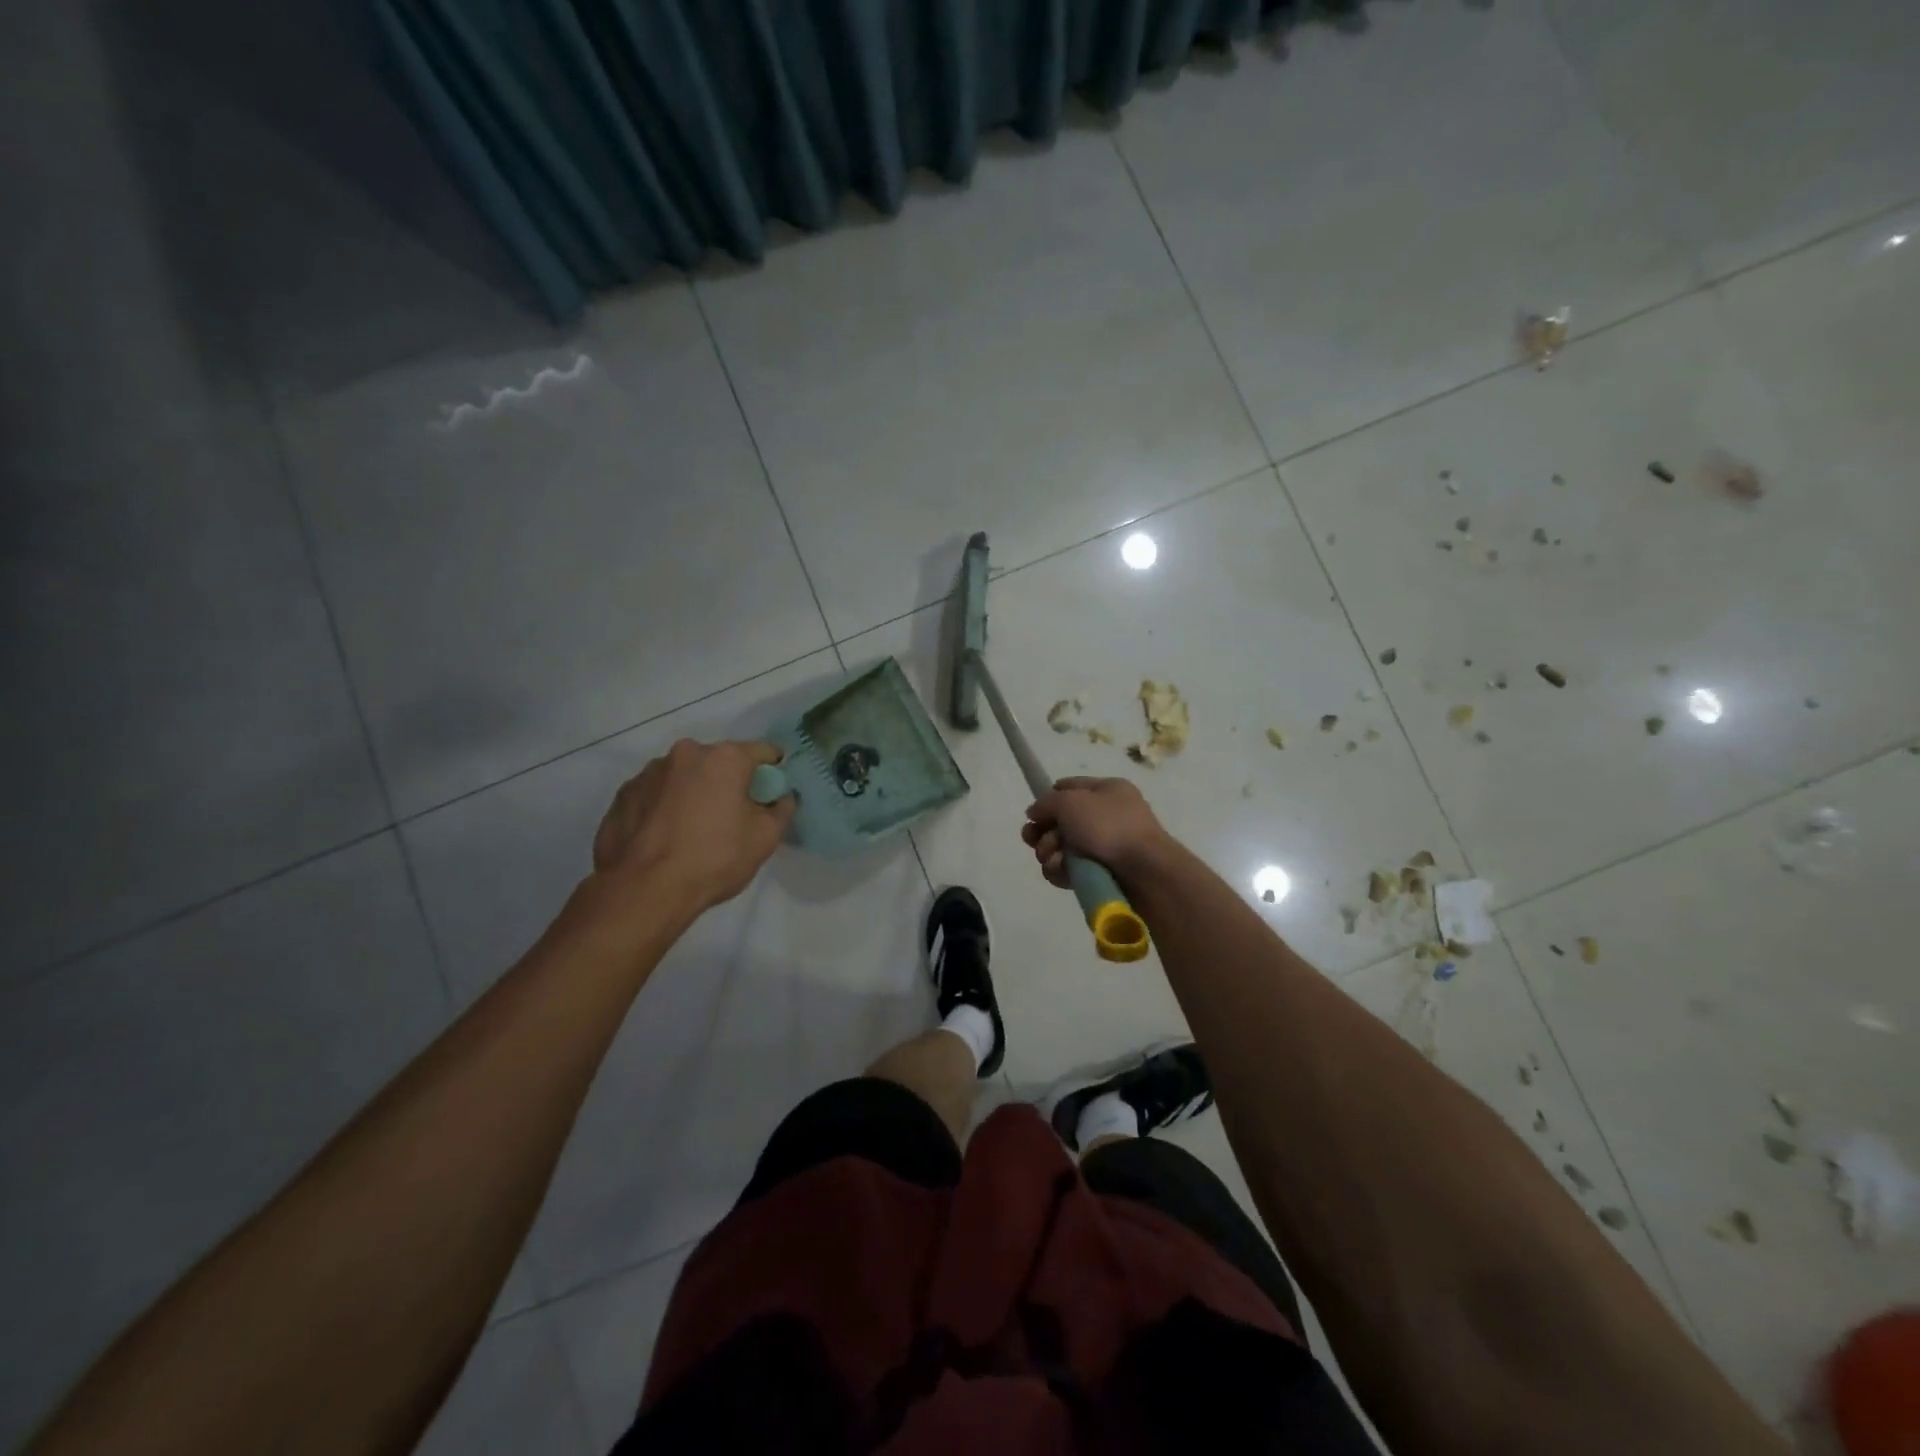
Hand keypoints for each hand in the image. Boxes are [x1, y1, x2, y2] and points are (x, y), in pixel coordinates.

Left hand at [592, 739, 795, 909]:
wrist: (644, 890)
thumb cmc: (714, 859)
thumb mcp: (765, 838)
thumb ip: (782, 809)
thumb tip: (781, 797)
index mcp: (724, 758)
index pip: (763, 752)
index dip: (773, 771)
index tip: (771, 793)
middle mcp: (685, 754)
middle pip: (719, 762)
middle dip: (728, 782)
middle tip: (731, 817)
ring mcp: (648, 773)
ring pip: (683, 777)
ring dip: (693, 793)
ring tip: (692, 831)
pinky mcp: (623, 795)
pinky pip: (655, 795)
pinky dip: (664, 808)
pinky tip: (664, 837)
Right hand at [1022, 777, 1174, 889]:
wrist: (1144, 872)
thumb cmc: (1108, 827)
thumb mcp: (1070, 802)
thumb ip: (1046, 803)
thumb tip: (1034, 813)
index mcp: (1107, 790)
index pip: (1068, 787)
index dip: (1047, 800)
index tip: (1032, 816)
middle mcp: (1107, 816)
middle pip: (1060, 821)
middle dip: (1043, 832)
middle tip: (1033, 841)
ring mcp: (1105, 846)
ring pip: (1062, 848)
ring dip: (1050, 853)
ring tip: (1054, 860)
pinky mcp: (1102, 873)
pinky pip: (1071, 869)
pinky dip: (1062, 871)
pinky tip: (1063, 874)